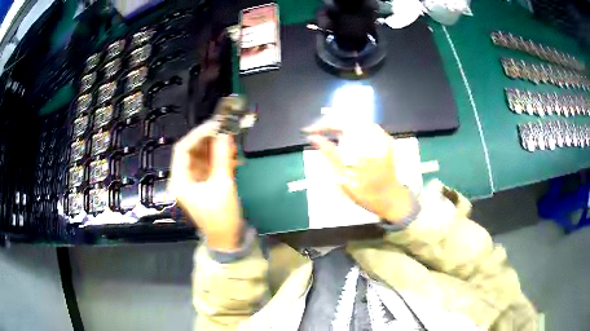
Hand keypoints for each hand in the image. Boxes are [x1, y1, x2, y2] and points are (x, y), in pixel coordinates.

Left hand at [168, 122, 242, 249]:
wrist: (226, 238)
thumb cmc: (221, 216)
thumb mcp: (222, 185)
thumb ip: (222, 157)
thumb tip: (225, 134)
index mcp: (180, 180)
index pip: (182, 149)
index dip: (198, 134)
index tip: (215, 125)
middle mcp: (182, 178)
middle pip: (191, 151)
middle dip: (208, 140)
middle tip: (226, 131)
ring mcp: (192, 181)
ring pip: (201, 157)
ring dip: (215, 149)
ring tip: (232, 144)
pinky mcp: (202, 184)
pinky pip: (208, 166)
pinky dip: (219, 160)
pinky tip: (232, 158)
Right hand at [302, 120, 413, 222]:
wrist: (391, 199)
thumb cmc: (366, 193)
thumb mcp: (344, 178)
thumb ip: (329, 154)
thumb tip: (313, 137)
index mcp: (364, 147)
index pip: (340, 124)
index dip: (322, 125)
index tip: (308, 131)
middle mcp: (375, 137)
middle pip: (348, 118)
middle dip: (330, 123)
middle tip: (317, 132)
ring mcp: (382, 136)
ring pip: (357, 120)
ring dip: (341, 125)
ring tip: (328, 134)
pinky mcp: (386, 139)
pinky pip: (366, 125)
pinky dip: (353, 128)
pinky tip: (346, 137)